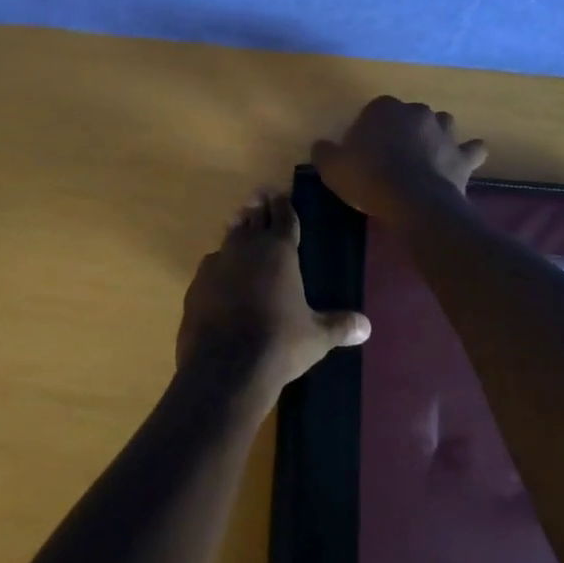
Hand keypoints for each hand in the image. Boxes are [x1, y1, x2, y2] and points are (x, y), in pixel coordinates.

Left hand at [177, 191, 369, 405]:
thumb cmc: (279, 344)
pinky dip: (219, 266)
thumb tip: (367, 326)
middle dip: (258, 208)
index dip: (284, 204)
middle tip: (260, 196)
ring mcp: (217, 264)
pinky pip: (211, 267)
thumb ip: (339, 325)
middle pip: (253, 218)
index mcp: (279, 250)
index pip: (284, 216)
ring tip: (239, 224)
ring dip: (237, 231)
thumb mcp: (316, 337)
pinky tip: (221, 275)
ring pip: (229, 238)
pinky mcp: (196, 285)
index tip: (281, 194)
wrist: (225, 368)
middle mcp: (247, 247)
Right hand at [311, 96, 488, 227]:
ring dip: (436, 136)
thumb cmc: (368, 178)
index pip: (374, 111)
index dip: (369, 131)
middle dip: (403, 131)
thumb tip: (321, 146)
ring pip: (442, 124)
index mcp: (384, 108)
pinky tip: (462, 162)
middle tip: (392, 158)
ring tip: (426, 157)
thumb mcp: (332, 167)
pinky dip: (469, 154)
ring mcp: (444, 131)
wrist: (412, 201)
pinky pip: (472, 149)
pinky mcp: (462, 155)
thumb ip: (324, 152)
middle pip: (408, 116)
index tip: (363, 153)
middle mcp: (416, 112)